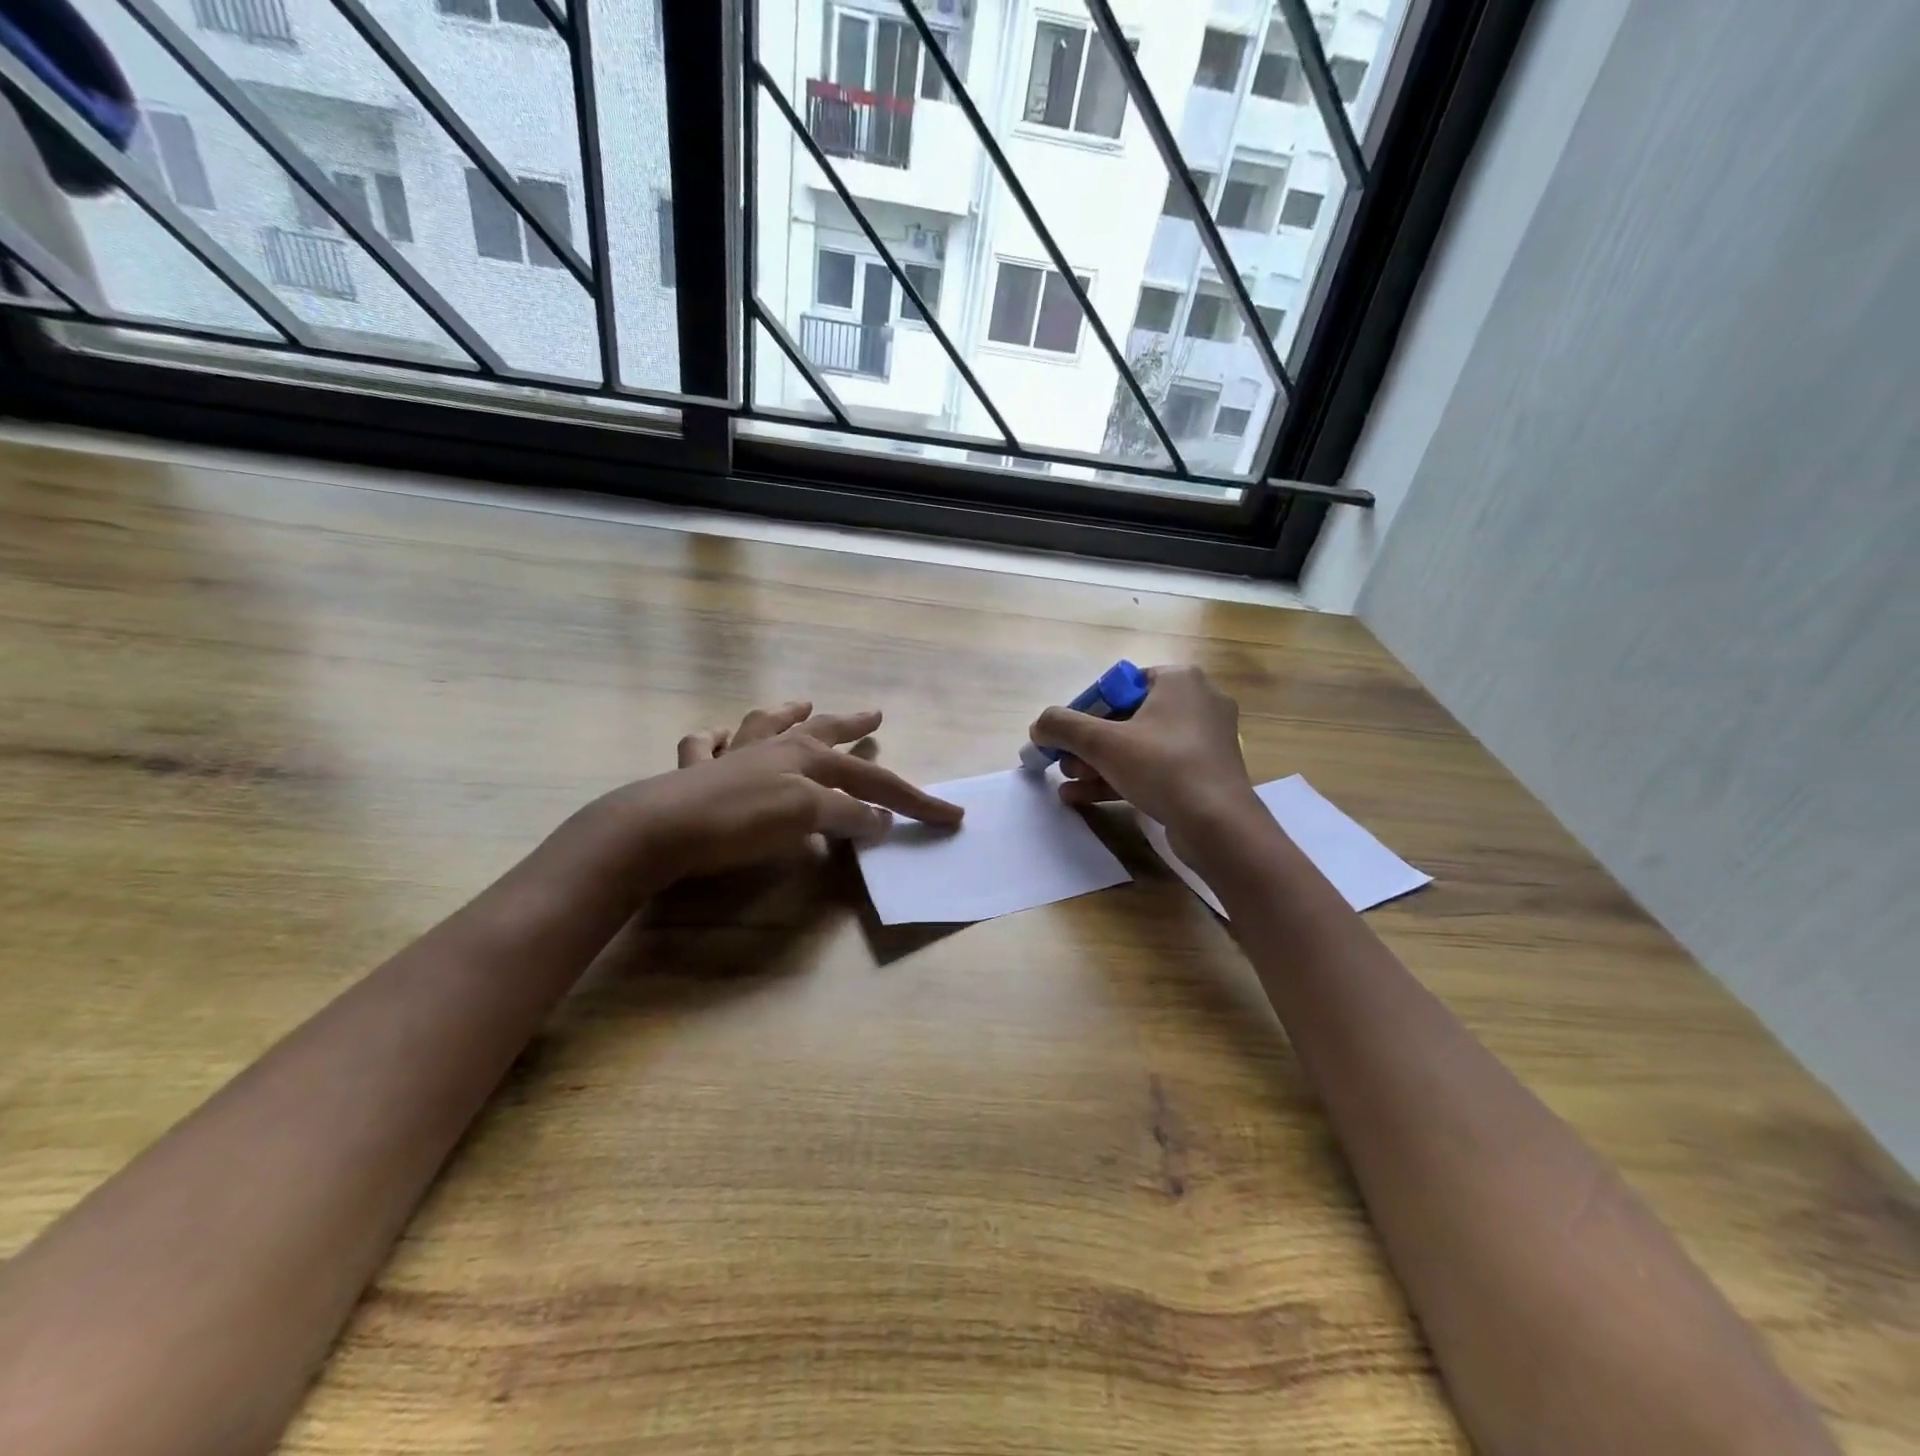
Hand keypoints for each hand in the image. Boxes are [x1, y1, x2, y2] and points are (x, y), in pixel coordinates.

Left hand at [623, 699, 962, 883]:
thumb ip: (845, 814)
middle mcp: (773, 748)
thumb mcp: (805, 816)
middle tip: (875, 715)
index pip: (873, 781)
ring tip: (801, 704)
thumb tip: (881, 819)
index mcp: (806, 758)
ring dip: (785, 714)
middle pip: (823, 733)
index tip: (951, 816)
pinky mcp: (692, 773)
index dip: (914, 800)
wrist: (659, 829)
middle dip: (853, 726)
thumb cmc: (740, 822)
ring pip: (764, 724)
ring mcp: (731, 756)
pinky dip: (713, 739)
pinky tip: (715, 736)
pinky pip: (703, 745)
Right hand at [1027, 665, 1256, 835]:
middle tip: (1064, 764)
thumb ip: (1063, 726)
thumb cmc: (1162, 767)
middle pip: (1126, 718)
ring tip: (1068, 784)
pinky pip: (1156, 768)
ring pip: (1139, 746)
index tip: (1064, 737)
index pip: (1119, 686)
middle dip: (1088, 745)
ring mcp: (1204, 739)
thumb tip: (1038, 726)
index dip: (1084, 711)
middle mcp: (1197, 701)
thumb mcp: (1102, 742)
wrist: (1218, 825)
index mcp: (1179, 680)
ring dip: (1098, 764)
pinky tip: (1085, 797)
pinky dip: (1122, 778)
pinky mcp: (1205, 772)